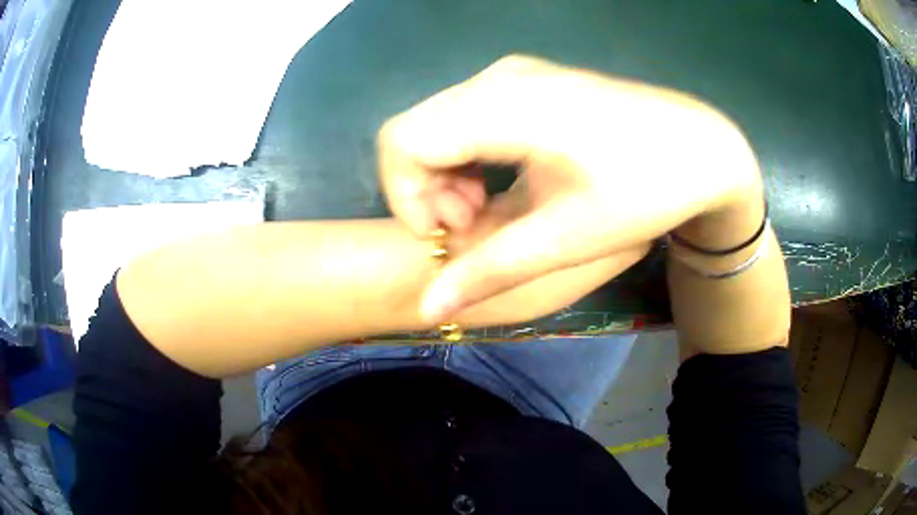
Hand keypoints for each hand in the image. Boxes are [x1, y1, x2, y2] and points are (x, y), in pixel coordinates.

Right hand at [378, 55, 762, 322]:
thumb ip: (490, 269)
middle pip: (416, 132)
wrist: (704, 147)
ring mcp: (513, 74)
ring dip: (448, 176)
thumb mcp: (569, 237)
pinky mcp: (527, 81)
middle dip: (428, 191)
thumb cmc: (646, 188)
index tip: (447, 235)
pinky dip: (469, 158)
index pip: (403, 141)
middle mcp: (498, 78)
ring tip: (490, 211)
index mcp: (505, 105)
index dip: (406, 197)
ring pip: (439, 125)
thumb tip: (427, 306)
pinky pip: (468, 117)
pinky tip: (504, 183)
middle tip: (474, 228)